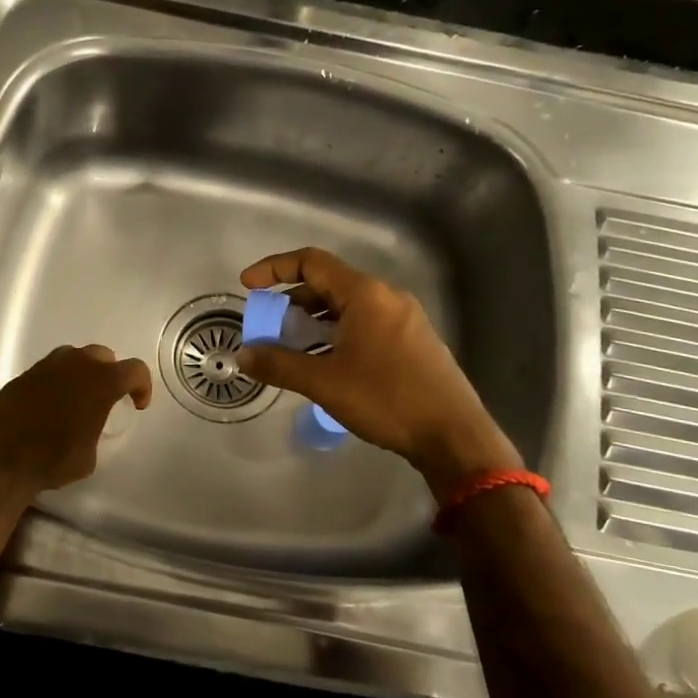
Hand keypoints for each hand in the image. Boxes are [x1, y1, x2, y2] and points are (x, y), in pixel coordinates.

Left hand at [0, 344, 152, 494]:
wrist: (0, 460)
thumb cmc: (53, 460)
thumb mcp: (89, 455)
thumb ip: (95, 429)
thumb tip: (87, 428)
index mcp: (101, 382)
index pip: (134, 369)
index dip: (142, 386)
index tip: (137, 404)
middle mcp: (75, 365)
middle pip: (102, 355)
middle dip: (109, 372)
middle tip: (106, 397)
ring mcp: (45, 367)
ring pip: (72, 357)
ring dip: (80, 373)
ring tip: (77, 398)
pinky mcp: (21, 376)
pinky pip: (47, 371)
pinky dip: (54, 382)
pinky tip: (49, 406)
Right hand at [236, 248, 521, 500]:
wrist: (453, 434)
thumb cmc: (386, 399)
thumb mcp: (324, 382)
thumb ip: (279, 364)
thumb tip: (244, 354)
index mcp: (365, 294)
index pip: (311, 263)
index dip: (275, 269)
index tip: (248, 286)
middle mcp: (387, 297)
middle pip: (329, 284)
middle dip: (293, 301)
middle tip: (270, 325)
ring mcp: (404, 318)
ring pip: (348, 306)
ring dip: (315, 320)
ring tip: (293, 347)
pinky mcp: (413, 340)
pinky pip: (366, 323)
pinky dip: (338, 333)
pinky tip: (328, 362)